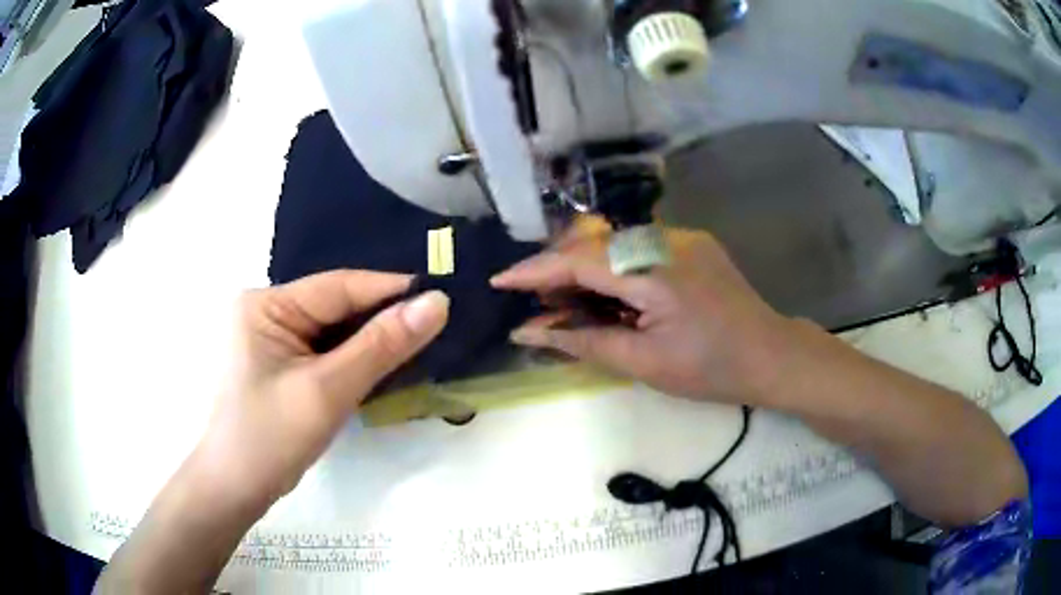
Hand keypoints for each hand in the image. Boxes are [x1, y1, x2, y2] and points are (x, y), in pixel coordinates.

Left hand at [191, 271, 449, 507]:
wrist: (237, 489)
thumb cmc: (271, 437)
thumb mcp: (328, 390)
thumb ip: (381, 345)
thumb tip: (437, 303)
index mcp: (267, 304)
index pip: (338, 286)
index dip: (392, 290)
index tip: (443, 296)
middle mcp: (268, 312)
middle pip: (337, 307)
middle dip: (384, 317)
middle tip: (439, 323)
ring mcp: (274, 340)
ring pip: (336, 331)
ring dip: (373, 340)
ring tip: (423, 341)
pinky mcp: (283, 366)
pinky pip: (328, 353)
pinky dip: (357, 360)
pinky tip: (386, 364)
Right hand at [491, 223, 794, 403]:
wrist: (772, 356)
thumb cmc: (710, 370)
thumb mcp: (643, 363)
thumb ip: (582, 342)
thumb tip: (528, 333)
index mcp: (654, 271)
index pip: (579, 260)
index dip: (535, 271)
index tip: (500, 282)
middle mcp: (666, 240)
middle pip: (594, 245)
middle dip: (558, 272)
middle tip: (538, 305)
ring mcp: (683, 237)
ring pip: (615, 244)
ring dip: (586, 271)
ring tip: (567, 304)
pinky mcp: (692, 243)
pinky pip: (638, 248)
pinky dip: (614, 270)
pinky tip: (609, 296)